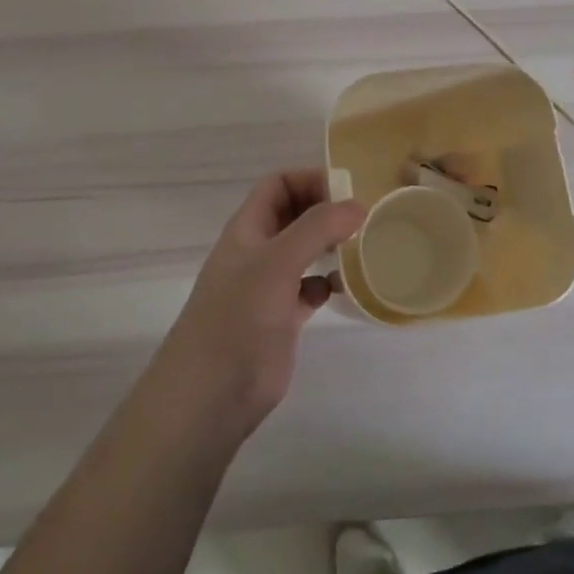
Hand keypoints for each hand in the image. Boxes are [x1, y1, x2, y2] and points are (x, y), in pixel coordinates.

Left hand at [150, 170, 364, 440]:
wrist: (211, 394)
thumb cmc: (239, 317)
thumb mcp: (278, 261)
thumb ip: (317, 227)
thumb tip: (358, 205)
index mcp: (248, 228)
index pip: (279, 184)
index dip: (309, 179)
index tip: (346, 191)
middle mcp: (258, 251)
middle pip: (294, 214)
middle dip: (325, 210)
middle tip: (362, 219)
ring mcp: (268, 285)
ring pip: (304, 251)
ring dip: (330, 245)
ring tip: (360, 247)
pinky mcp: (281, 318)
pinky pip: (309, 288)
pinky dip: (327, 283)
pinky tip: (344, 288)